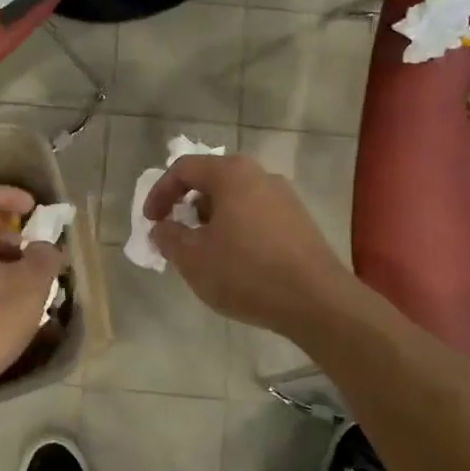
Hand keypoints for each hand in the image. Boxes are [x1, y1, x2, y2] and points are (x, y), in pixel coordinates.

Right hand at [144, 153, 354, 338]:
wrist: (317, 301)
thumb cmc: (247, 273)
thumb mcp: (194, 259)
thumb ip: (169, 238)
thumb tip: (162, 227)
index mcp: (231, 174)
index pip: (184, 169)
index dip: (160, 193)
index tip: (152, 222)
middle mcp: (260, 174)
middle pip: (212, 179)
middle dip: (188, 205)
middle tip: (177, 233)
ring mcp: (284, 196)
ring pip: (236, 197)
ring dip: (213, 218)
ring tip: (206, 250)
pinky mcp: (299, 219)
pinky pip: (257, 212)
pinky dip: (237, 227)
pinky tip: (237, 259)